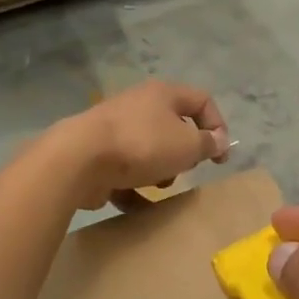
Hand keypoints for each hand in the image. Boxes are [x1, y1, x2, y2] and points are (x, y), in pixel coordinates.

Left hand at [61, 80, 228, 210]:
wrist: (78, 159)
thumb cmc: (142, 145)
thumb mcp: (187, 146)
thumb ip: (207, 144)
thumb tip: (219, 140)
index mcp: (163, 94)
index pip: (202, 101)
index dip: (218, 126)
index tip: (219, 157)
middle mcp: (139, 104)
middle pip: (174, 126)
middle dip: (184, 153)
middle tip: (185, 169)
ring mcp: (114, 128)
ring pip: (149, 149)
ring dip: (159, 171)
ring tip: (157, 186)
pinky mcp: (96, 153)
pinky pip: (124, 170)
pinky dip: (132, 187)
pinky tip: (136, 205)